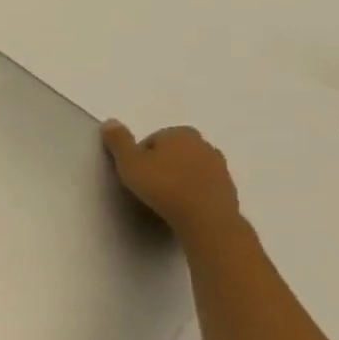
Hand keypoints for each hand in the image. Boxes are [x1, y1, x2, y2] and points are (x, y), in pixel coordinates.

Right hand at [102, 120, 241, 241]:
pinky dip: (192, 193)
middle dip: (161, 165)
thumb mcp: (129, 163)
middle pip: (173, 153)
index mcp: (180, 133)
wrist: (206, 218)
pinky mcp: (228, 188)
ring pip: (189, 169)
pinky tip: (182, 207)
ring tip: (165, 199)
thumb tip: (110, 122)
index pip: (152, 140)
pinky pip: (202, 186)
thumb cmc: (163, 186)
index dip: (139, 158)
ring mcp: (219, 166)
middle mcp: (203, 143)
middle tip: (148, 187)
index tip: (135, 175)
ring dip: (178, 179)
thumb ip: (119, 141)